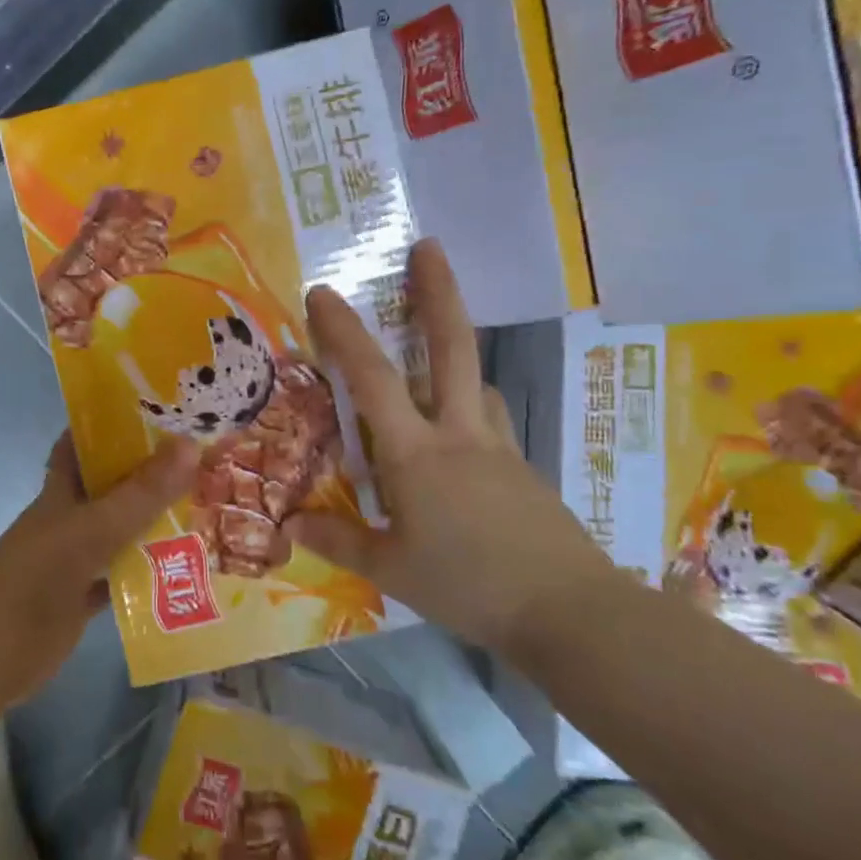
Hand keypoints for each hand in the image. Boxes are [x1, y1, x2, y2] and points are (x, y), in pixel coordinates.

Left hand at [0, 433, 197, 707]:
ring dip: (152, 525)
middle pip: (109, 489)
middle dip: (147, 475)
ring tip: (204, 510)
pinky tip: (183, 570)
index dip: (108, 425)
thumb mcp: (91, 530)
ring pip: (119, 534)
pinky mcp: (80, 601)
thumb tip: (191, 444)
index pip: (81, 445)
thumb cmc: (34, 578)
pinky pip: (120, 580)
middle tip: (200, 462)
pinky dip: (146, 576)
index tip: (152, 411)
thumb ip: (141, 494)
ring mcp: (73, 562)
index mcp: (61, 493)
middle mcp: (67, 520)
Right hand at [288, 239, 608, 655]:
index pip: (371, 378)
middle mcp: (458, 434)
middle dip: (438, 292)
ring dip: (451, 358)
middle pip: (450, 347)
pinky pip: (488, 423)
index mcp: (416, 452)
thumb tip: (290, 524)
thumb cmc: (468, 585)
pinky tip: (459, 445)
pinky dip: (467, 413)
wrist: (570, 612)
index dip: (343, 331)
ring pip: (473, 383)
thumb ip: (339, 541)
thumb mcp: (391, 569)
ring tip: (430, 364)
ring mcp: (498, 447)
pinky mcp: (523, 469)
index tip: (322, 291)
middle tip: (429, 247)